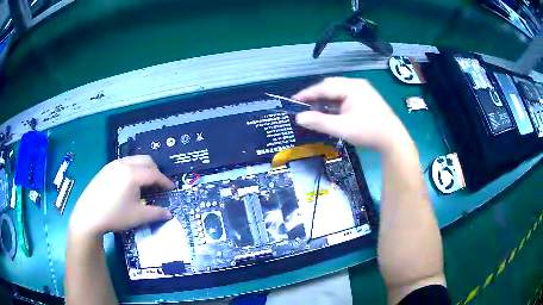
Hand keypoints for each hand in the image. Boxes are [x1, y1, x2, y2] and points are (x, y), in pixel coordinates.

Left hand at [68, 155, 174, 237]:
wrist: (88, 215)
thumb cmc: (115, 215)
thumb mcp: (138, 216)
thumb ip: (156, 213)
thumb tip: (169, 213)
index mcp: (132, 174)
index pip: (154, 174)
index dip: (165, 181)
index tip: (172, 188)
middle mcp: (123, 164)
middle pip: (146, 160)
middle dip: (156, 171)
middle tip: (159, 185)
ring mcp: (113, 164)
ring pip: (134, 160)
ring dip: (144, 168)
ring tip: (145, 183)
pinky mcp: (105, 169)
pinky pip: (124, 163)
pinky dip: (133, 169)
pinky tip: (129, 183)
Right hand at [294, 77, 408, 151]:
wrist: (393, 140)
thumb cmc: (368, 131)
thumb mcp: (342, 128)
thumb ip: (319, 122)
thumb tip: (298, 118)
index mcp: (351, 87)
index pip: (324, 87)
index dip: (307, 93)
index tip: (294, 100)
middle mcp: (357, 85)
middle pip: (331, 86)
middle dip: (317, 96)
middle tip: (304, 106)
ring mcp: (363, 91)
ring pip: (338, 92)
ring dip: (326, 101)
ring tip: (315, 111)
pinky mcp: (366, 99)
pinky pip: (346, 97)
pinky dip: (336, 104)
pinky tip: (331, 113)